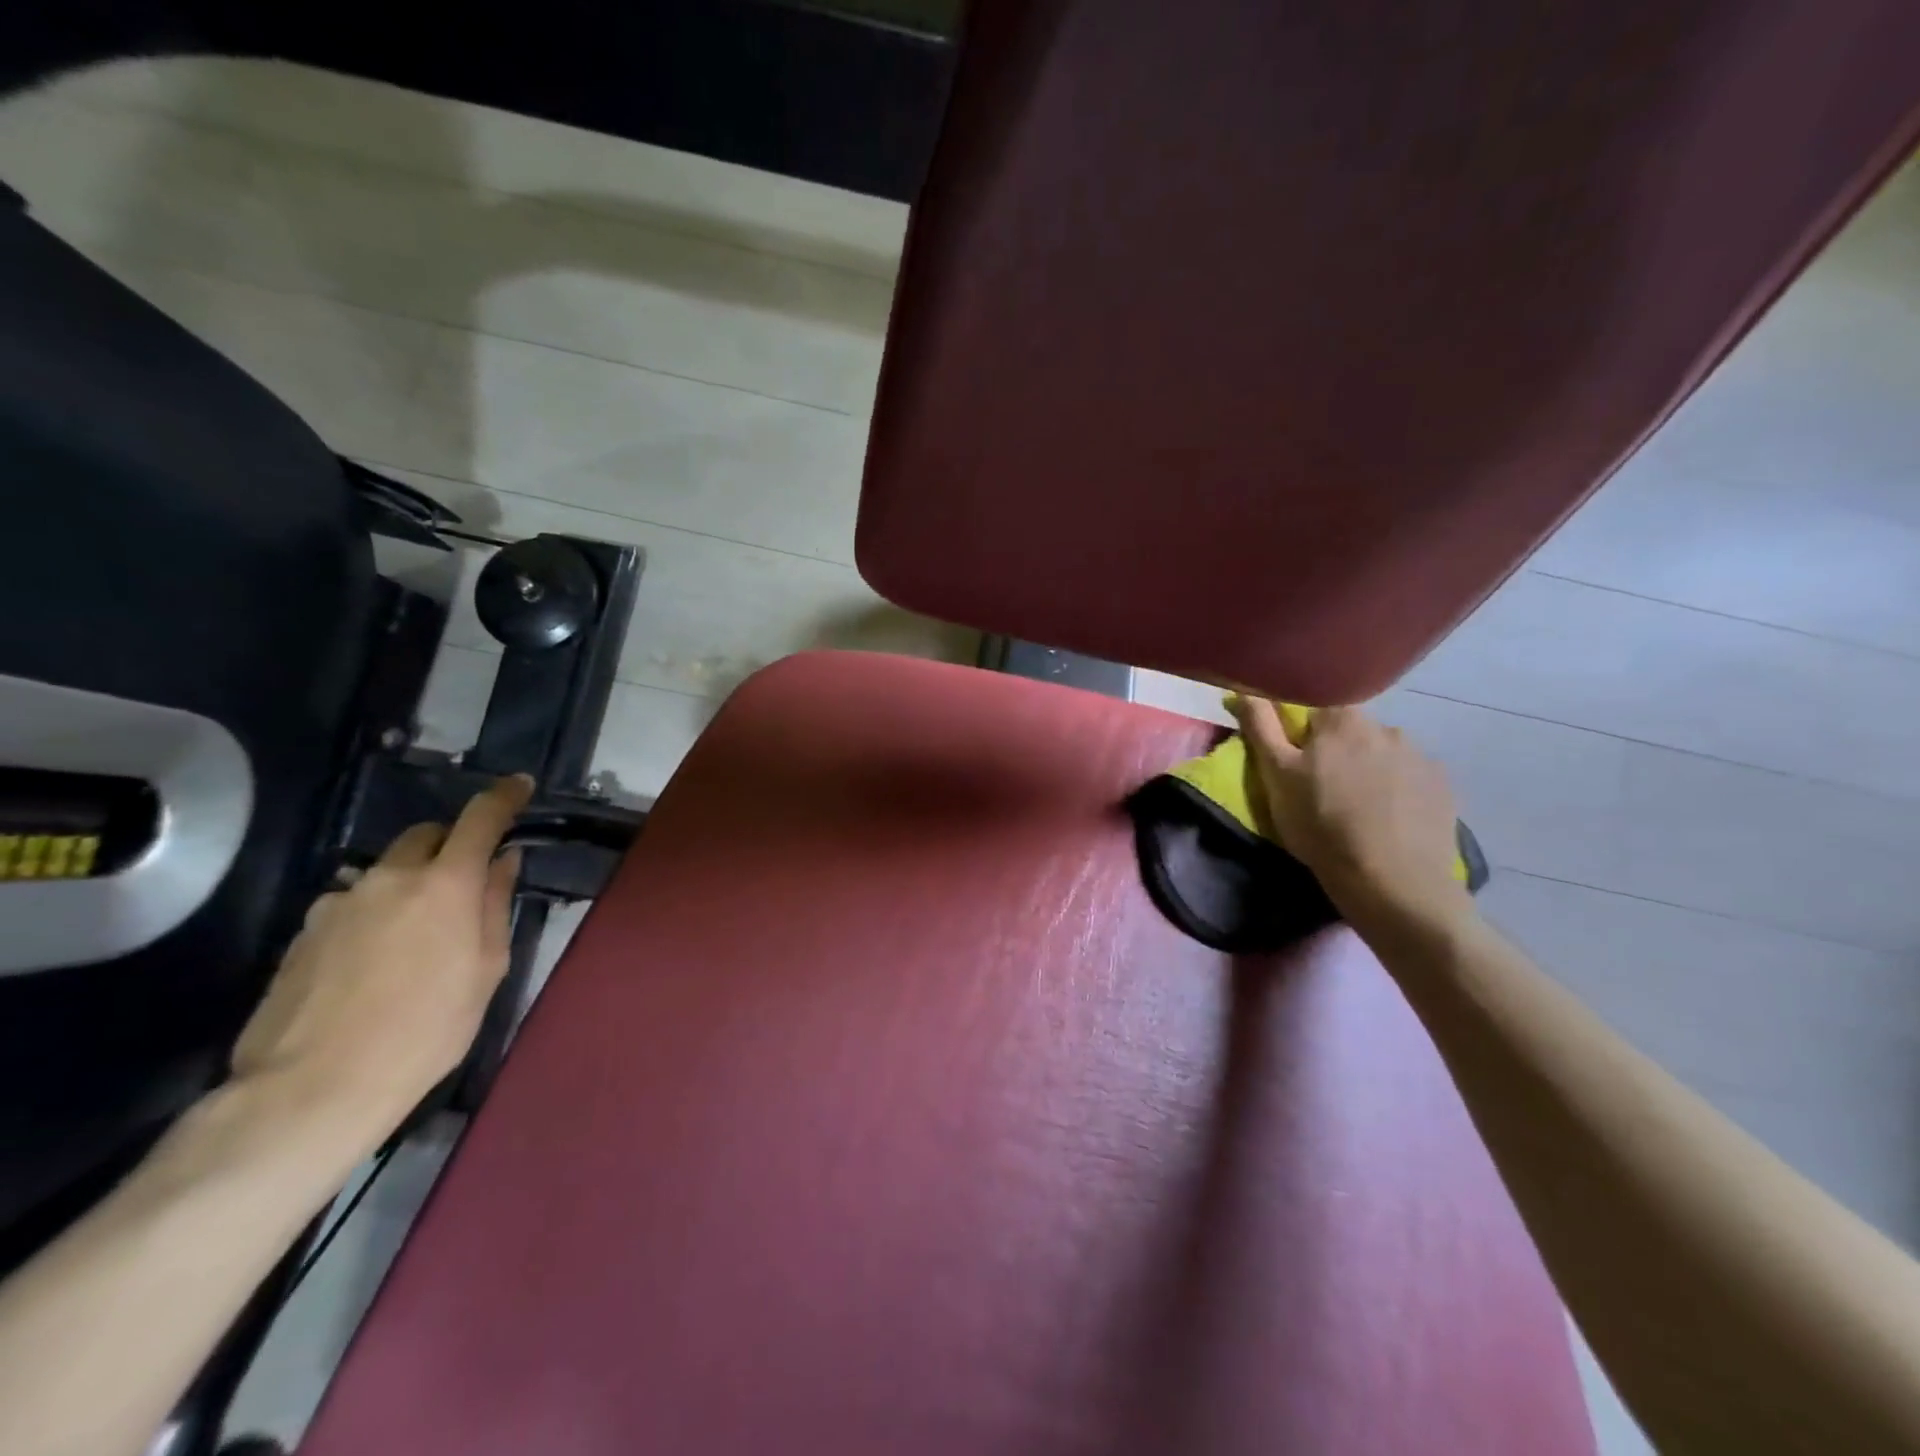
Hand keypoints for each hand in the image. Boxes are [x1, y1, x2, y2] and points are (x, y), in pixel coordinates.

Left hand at [230, 775, 534, 1142]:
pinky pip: (352, 905)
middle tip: (465, 884)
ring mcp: (338, 902)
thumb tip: (502, 862)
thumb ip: (495, 906)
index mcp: (446, 884)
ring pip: (386, 873)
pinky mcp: (303, 931)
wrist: (314, 1087)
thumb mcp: (486, 970)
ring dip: (408, 886)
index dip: (504, 797)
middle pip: (426, 836)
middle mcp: (390, 878)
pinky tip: (372, 963)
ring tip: (414, 939)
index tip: (519, 786)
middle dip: (451, 846)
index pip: (480, 819)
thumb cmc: (427, 1029)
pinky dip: (373, 915)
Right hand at [1229, 698, 1472, 929]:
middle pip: (1352, 730)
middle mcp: (1386, 727)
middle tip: (1325, 789)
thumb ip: (1261, 727)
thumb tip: (1246, 688)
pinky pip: (1411, 778)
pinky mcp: (1444, 787)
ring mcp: (1421, 756)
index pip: (1316, 706)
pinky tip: (1389, 819)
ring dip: (1370, 770)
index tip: (1296, 759)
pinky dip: (1397, 790)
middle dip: (1338, 751)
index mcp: (1342, 720)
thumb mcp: (1276, 777)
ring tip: (1361, 808)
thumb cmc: (1321, 826)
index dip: (1302, 732)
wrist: (1393, 883)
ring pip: (1383, 754)